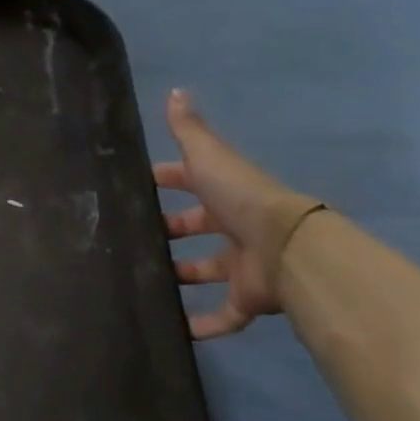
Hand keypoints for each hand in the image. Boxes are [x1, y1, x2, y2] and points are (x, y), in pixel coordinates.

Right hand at [153, 89, 323, 338]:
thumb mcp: (208, 156)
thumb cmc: (241, 198)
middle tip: (133, 239)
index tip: (135, 187)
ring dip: (181, 275)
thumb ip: (188, 129)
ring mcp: (241, 264)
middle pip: (197, 227)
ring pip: (206, 270)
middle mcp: (234, 226)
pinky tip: (175, 330)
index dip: (165, 180)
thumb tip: (175, 91)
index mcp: (223, 192)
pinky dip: (204, 324)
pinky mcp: (248, 298)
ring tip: (145, 280)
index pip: (189, 182)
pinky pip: (225, 315)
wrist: (286, 246)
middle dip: (170, 231)